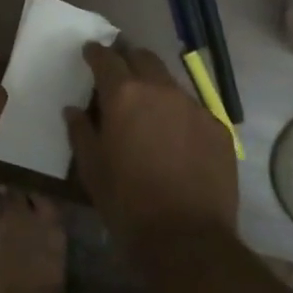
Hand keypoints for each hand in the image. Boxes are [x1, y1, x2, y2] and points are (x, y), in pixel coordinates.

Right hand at [65, 40, 238, 268]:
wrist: (187, 240)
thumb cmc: (127, 203)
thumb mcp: (91, 168)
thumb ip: (80, 131)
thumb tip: (74, 110)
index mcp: (124, 95)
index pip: (107, 58)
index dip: (96, 53)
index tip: (90, 53)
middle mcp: (161, 90)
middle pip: (143, 57)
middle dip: (128, 60)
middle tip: (119, 75)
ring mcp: (194, 107)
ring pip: (170, 82)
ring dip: (155, 86)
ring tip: (148, 108)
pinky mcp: (218, 128)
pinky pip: (193, 109)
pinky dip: (179, 114)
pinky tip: (175, 138)